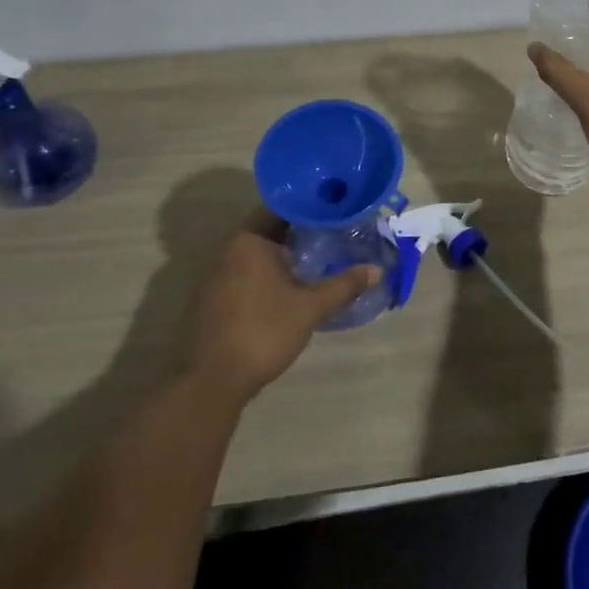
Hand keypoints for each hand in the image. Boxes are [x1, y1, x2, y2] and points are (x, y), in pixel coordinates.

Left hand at [183, 213, 381, 405]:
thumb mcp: (310, 308)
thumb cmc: (262, 332)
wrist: (210, 382)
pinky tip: (290, 287)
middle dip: (301, 231)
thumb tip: (378, 270)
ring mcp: (215, 275)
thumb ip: (344, 285)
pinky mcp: (212, 299)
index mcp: (248, 241)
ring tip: (319, 257)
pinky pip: (245, 273)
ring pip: (257, 253)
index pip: (281, 207)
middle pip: (269, 229)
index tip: (335, 208)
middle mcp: (227, 250)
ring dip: (284, 254)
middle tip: (335, 232)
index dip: (310, 206)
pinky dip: (268, 273)